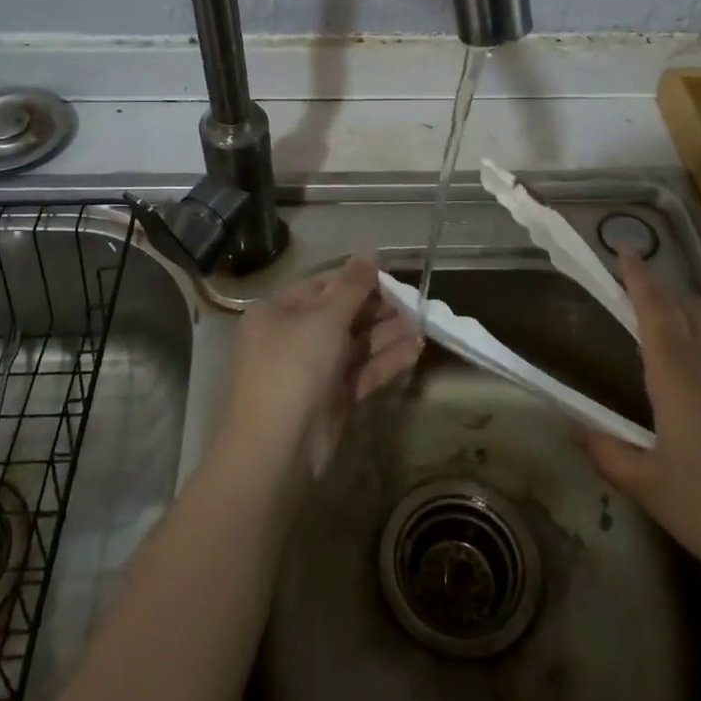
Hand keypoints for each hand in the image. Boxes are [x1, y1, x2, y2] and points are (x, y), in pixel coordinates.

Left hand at [218, 252, 422, 476]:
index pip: (322, 285)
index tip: (393, 278)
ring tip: (425, 325)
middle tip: (416, 304)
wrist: (276, 449)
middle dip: (378, 309)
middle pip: (341, 314)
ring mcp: (311, 371)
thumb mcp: (324, 318)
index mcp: (278, 311)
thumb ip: (352, 286)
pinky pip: (361, 371)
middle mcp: (292, 337)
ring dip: (387, 334)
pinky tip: (416, 350)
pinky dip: (386, 361)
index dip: (357, 280)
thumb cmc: (294, 367)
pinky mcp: (330, 399)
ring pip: (354, 344)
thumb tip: (370, 252)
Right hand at [583, 250, 700, 619]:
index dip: (638, 275)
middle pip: (690, 308)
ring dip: (693, 323)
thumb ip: (606, 452)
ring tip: (676, 344)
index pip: (654, 307)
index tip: (626, 248)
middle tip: (641, 298)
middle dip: (664, 294)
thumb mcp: (649, 488)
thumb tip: (573, 426)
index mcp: (678, 374)